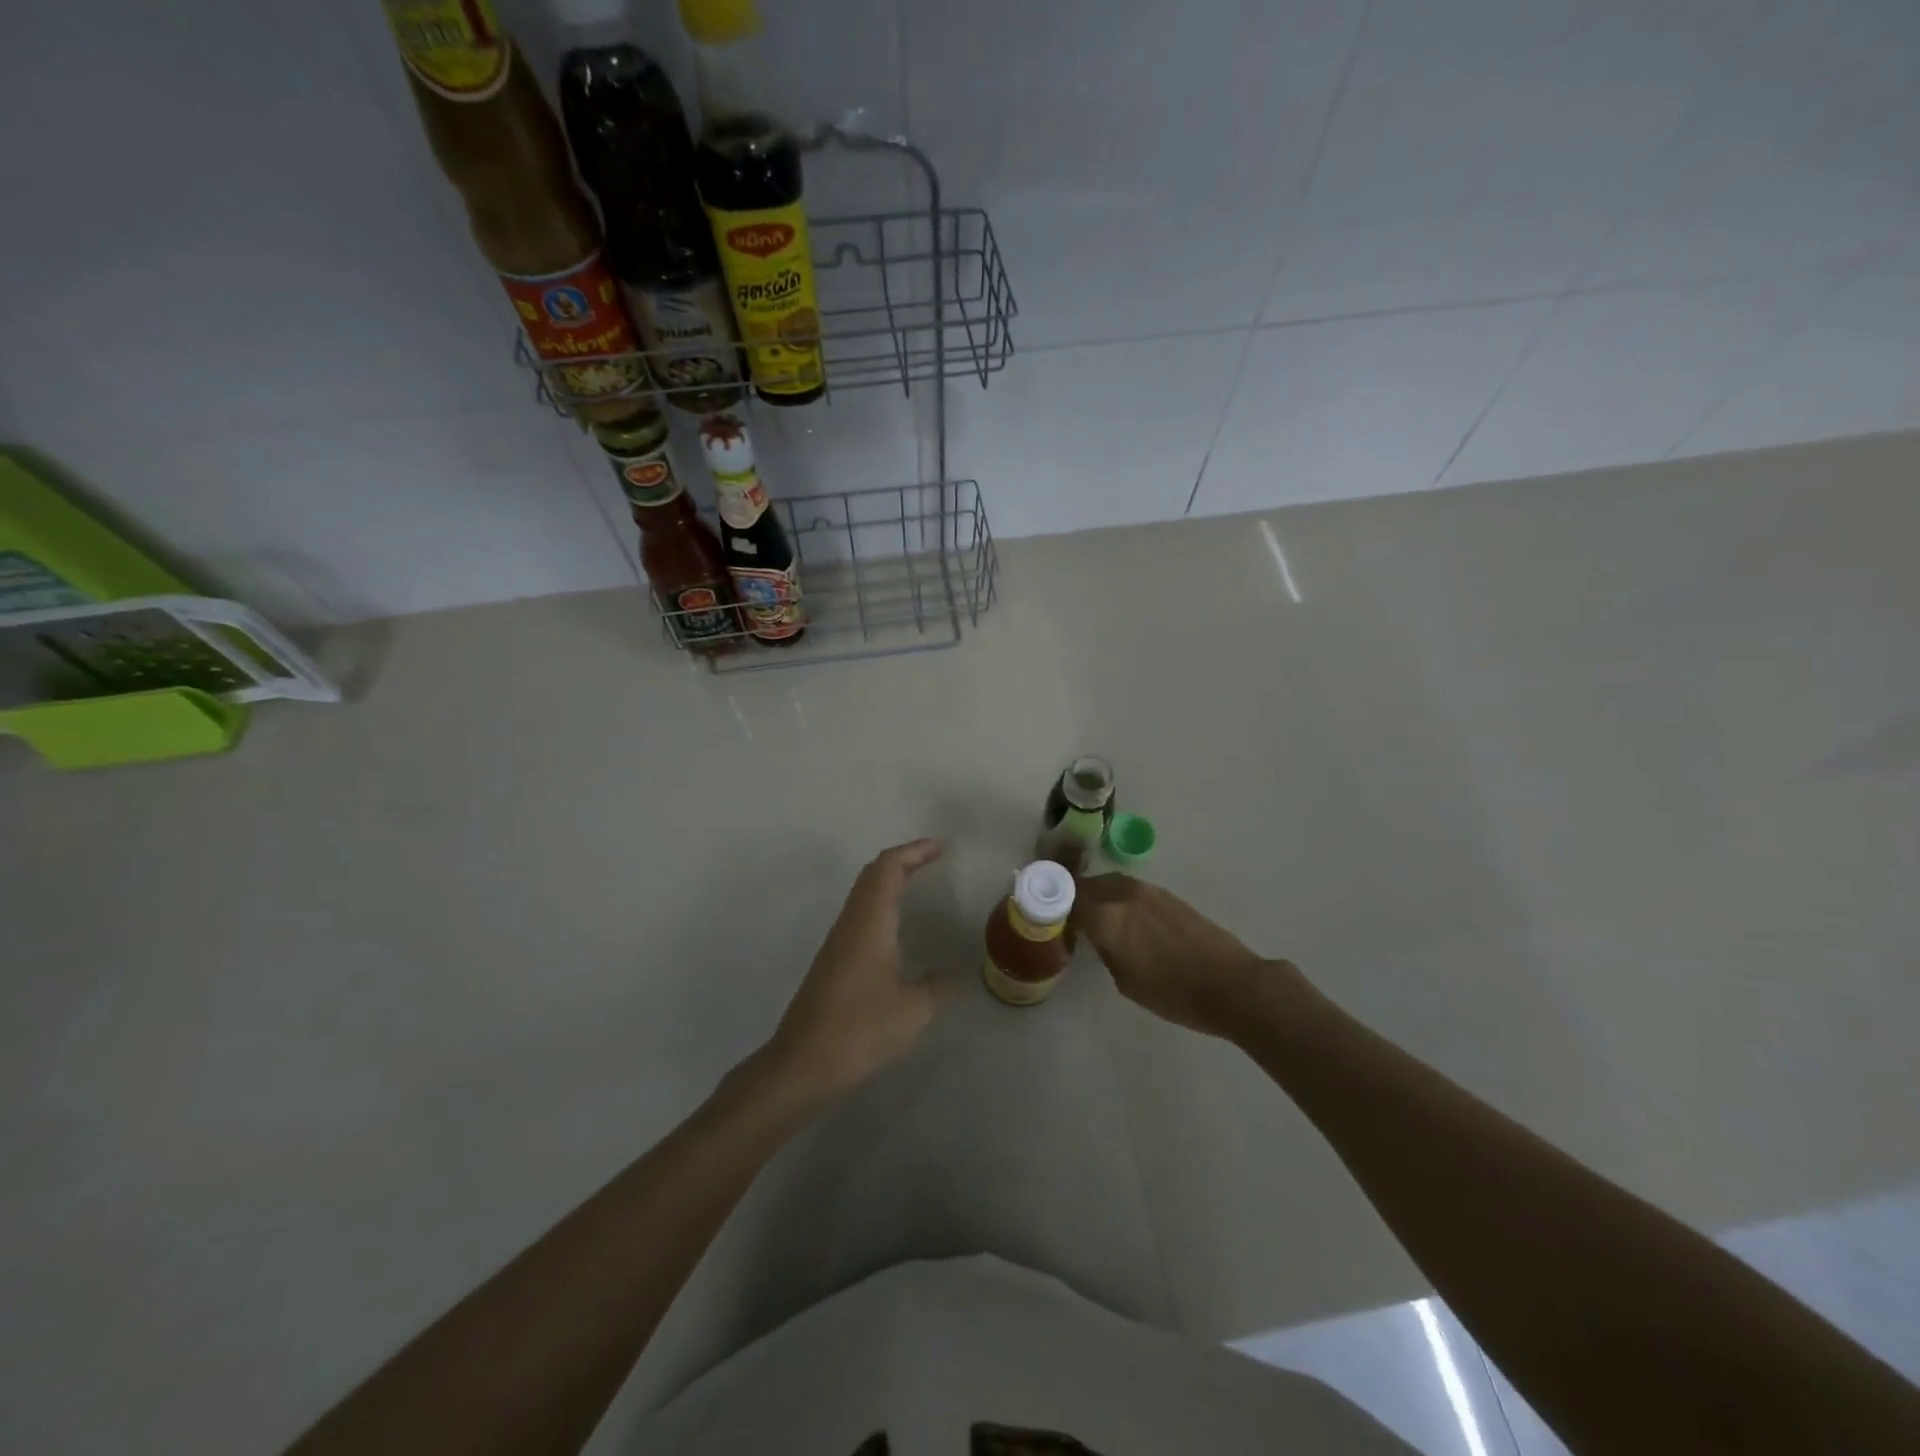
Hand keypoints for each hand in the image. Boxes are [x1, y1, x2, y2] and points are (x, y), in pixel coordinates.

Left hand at [768, 839, 943, 1097]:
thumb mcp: (913, 1010)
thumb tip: (947, 974)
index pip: (888, 868)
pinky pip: (860, 915)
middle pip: (873, 874)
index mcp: (869, 922)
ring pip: (863, 894)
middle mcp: (850, 923)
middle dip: (903, 860)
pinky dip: (881, 904)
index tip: (941, 848)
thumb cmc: (860, 1029)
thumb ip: (935, 986)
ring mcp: (837, 942)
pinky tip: (896, 927)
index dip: (914, 851)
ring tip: (919, 884)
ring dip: (890, 881)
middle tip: (933, 858)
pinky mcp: (833, 961)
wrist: (803, 1063)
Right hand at [1072, 873, 1278, 1038]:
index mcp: (1106, 917)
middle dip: (1074, 897)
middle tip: (1068, 917)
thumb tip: (1097, 936)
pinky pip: (1130, 890)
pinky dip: (1119, 899)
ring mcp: (1148, 891)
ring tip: (1095, 917)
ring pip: (1110, 884)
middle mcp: (1123, 895)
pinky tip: (1124, 919)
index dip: (1054, 907)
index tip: (1048, 917)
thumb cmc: (1174, 993)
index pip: (1067, 899)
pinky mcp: (1167, 895)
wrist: (1231, 984)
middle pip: (1087, 885)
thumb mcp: (1125, 981)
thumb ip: (1104, 950)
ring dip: (1097, 895)